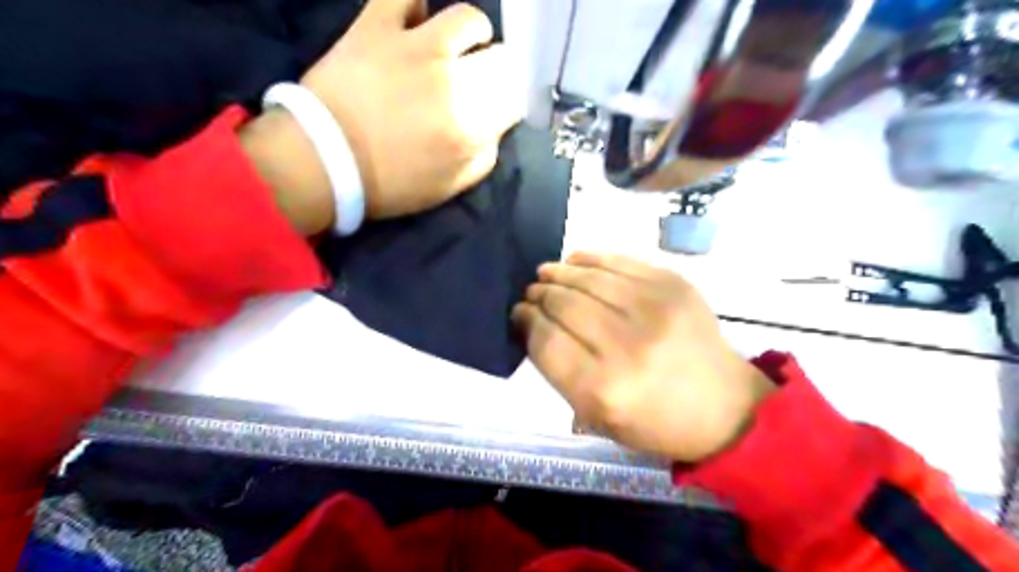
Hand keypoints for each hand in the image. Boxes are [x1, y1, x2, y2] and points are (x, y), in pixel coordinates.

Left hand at [299, 1, 519, 217]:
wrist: (323, 162)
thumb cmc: (390, 183)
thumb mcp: (448, 187)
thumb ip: (482, 158)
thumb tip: (494, 129)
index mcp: (471, 125)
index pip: (515, 98)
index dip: (512, 100)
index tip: (501, 105)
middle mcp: (453, 79)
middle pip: (499, 58)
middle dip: (497, 70)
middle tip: (479, 81)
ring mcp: (415, 47)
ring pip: (466, 18)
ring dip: (471, 34)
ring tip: (457, 46)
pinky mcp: (377, 27)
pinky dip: (415, 6)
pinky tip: (415, 21)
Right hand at [509, 253, 772, 462]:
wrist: (724, 406)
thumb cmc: (655, 422)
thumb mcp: (597, 418)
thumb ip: (560, 373)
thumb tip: (533, 325)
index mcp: (604, 389)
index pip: (546, 341)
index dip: (526, 321)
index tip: (518, 313)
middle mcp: (628, 345)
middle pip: (564, 304)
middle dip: (539, 295)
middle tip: (531, 293)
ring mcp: (655, 308)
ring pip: (588, 278)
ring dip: (559, 273)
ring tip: (546, 273)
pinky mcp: (674, 285)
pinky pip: (620, 262)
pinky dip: (591, 258)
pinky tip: (575, 260)